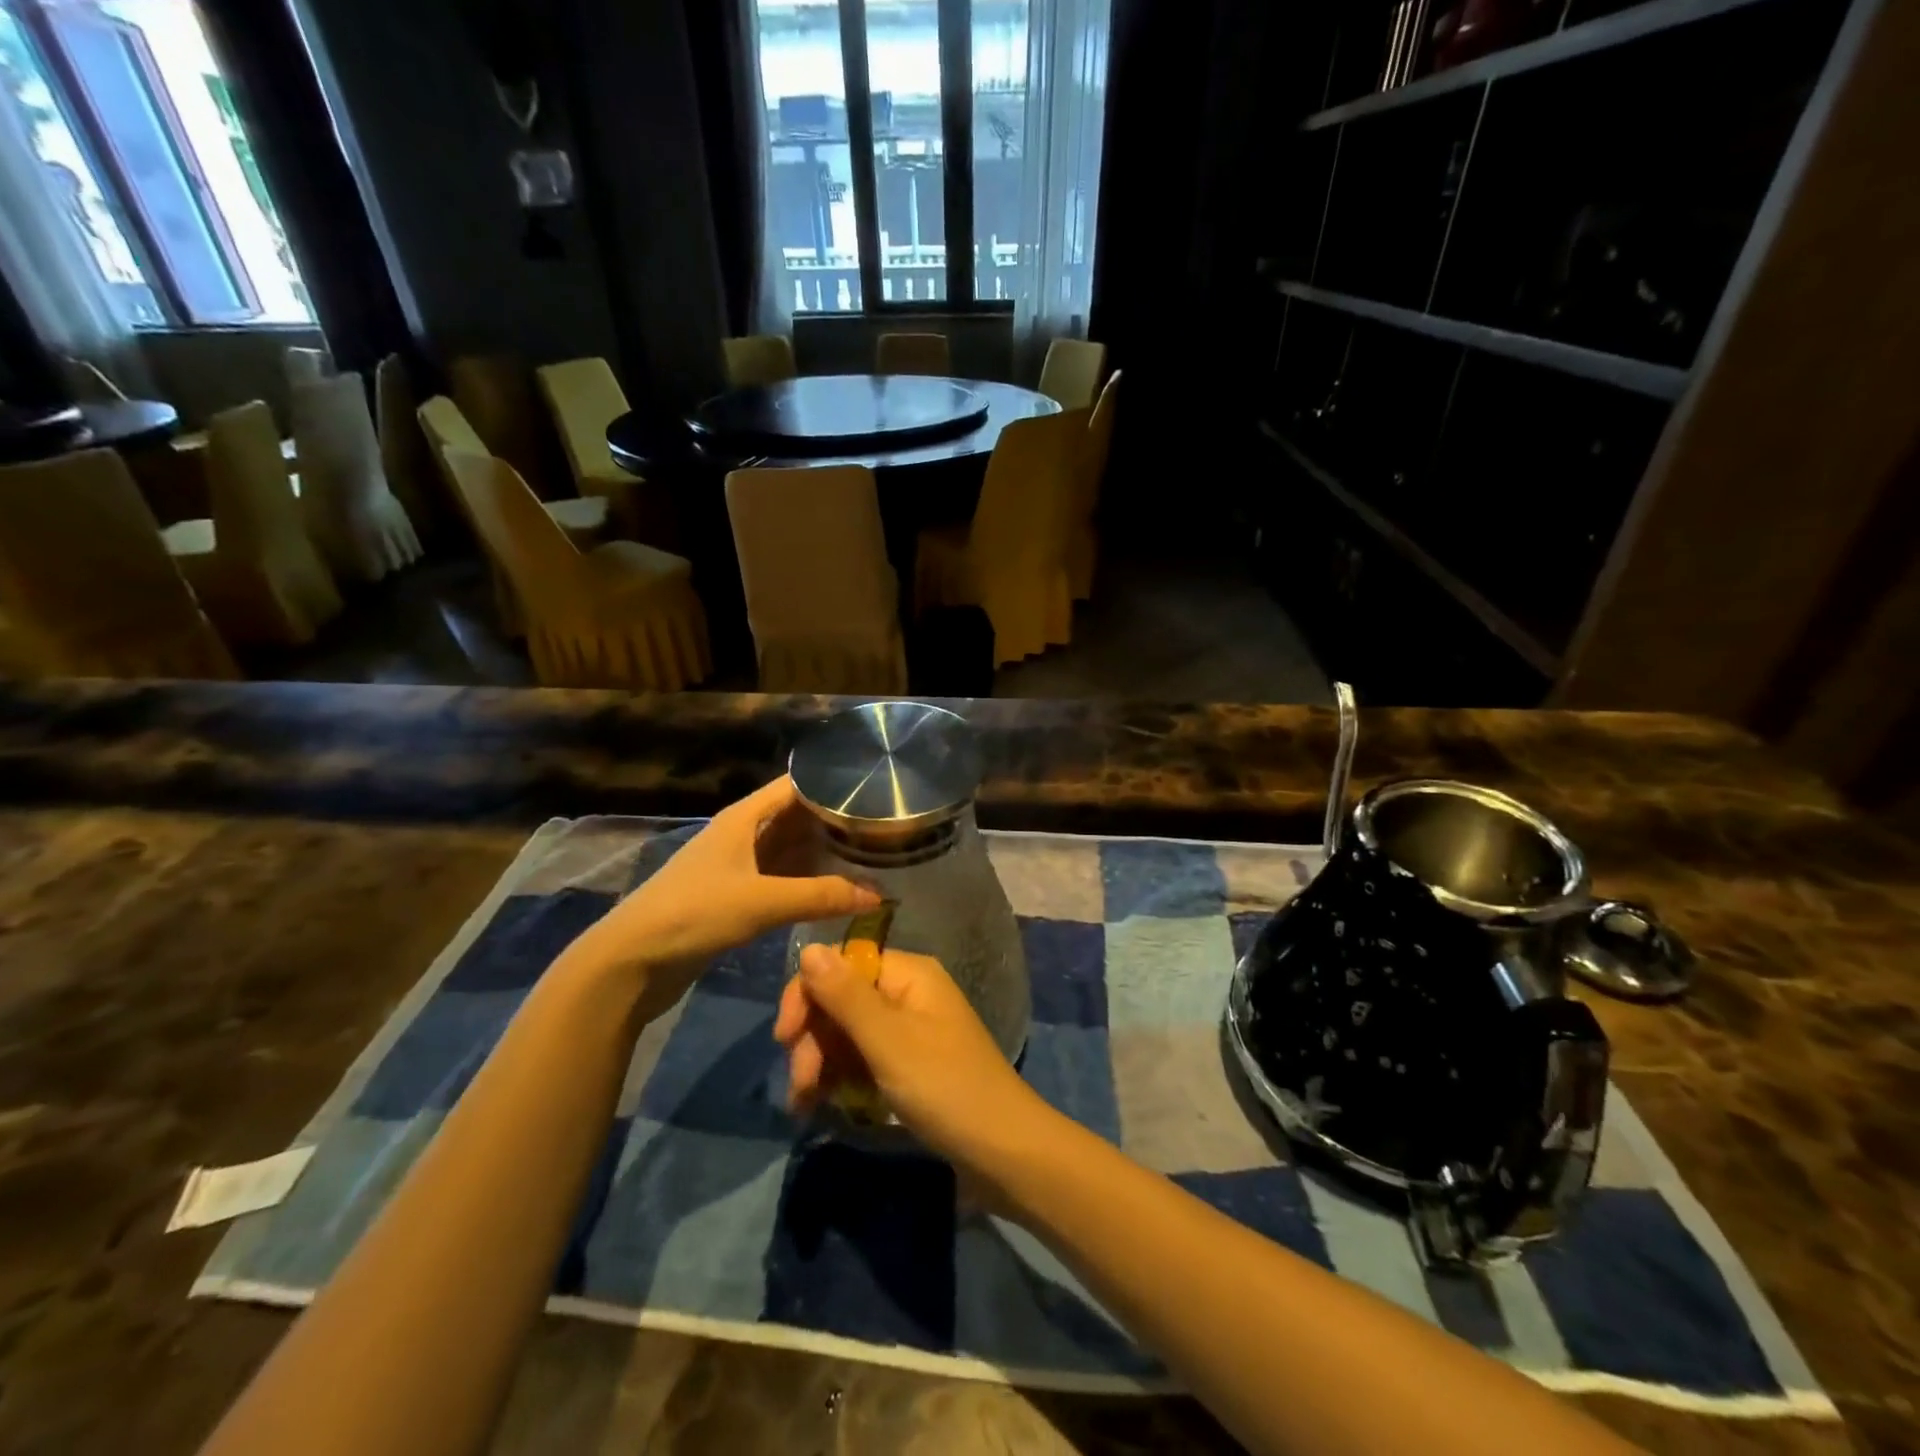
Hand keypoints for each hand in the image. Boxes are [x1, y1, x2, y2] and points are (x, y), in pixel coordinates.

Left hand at [562, 777, 880, 1017]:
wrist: (631, 962)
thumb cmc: (693, 914)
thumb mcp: (762, 902)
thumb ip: (820, 896)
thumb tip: (878, 894)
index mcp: (744, 818)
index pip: (796, 786)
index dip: (832, 783)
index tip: (876, 788)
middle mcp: (743, 834)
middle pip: (796, 816)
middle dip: (834, 819)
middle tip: (883, 824)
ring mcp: (738, 866)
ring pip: (790, 849)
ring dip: (822, 851)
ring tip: (871, 852)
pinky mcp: (736, 896)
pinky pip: (781, 878)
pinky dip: (807, 880)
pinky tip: (836, 888)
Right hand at [774, 944, 1043, 1164]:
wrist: (1002, 1151)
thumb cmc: (944, 1087)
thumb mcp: (888, 1040)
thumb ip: (845, 995)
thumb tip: (809, 946)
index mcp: (909, 974)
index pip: (843, 964)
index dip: (809, 993)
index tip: (785, 1037)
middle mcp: (908, 993)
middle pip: (842, 999)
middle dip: (813, 1038)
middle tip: (799, 1085)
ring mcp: (909, 1031)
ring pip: (848, 1033)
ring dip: (820, 1062)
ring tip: (804, 1104)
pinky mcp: (909, 1065)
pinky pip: (863, 1059)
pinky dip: (840, 1078)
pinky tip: (822, 1104)